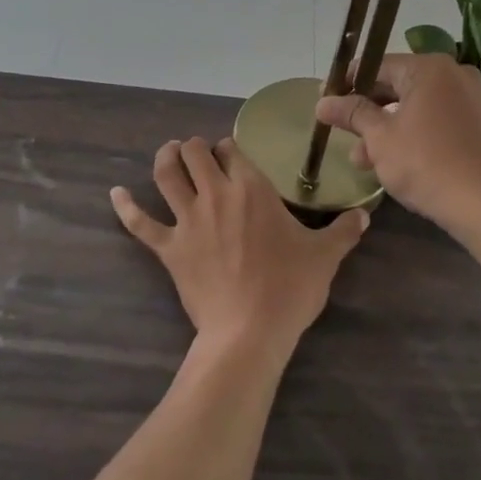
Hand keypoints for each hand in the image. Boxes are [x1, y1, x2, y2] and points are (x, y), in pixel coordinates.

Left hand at [110, 136, 366, 358]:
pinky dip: (125, 207)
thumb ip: (344, 231)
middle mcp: (216, 194)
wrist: (248, 331)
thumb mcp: (325, 257)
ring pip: (166, 175)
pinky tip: (115, 193)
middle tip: (202, 153)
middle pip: (196, 154)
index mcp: (252, 189)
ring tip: (169, 152)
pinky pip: (140, 223)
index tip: (233, 155)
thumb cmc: (289, 288)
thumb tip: (364, 215)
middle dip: (197, 147)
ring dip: (165, 159)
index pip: (233, 151)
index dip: (230, 148)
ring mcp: (188, 220)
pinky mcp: (169, 248)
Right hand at [313, 53, 480, 236]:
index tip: (327, 104)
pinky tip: (401, 165)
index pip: (378, 67)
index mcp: (430, 68)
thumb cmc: (427, 164)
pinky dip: (418, 137)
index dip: (348, 86)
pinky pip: (441, 123)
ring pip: (419, 109)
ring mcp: (475, 101)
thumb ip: (352, 114)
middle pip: (399, 88)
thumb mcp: (380, 138)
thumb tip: (322, 102)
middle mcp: (456, 75)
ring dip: (390, 131)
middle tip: (344, 138)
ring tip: (365, 164)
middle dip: (369, 115)